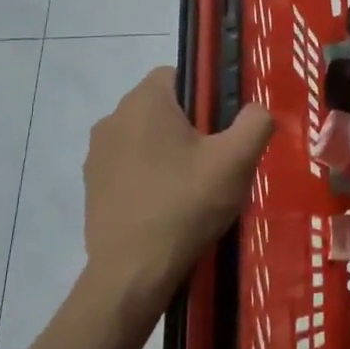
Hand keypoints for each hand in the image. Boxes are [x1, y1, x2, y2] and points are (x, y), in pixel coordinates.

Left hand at [81, 67, 274, 320]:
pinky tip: (167, 206)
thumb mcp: (235, 161)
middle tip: (215, 161)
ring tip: (193, 188)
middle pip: (163, 106)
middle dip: (189, 126)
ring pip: (145, 137)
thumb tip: (258, 109)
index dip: (207, 95)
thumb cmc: (185, 205)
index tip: (222, 128)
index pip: (180, 74)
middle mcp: (113, 117)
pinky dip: (148, 176)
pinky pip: (128, 166)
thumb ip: (255, 123)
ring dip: (167, 152)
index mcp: (144, 100)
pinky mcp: (91, 185)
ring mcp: (96, 153)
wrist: (132, 274)